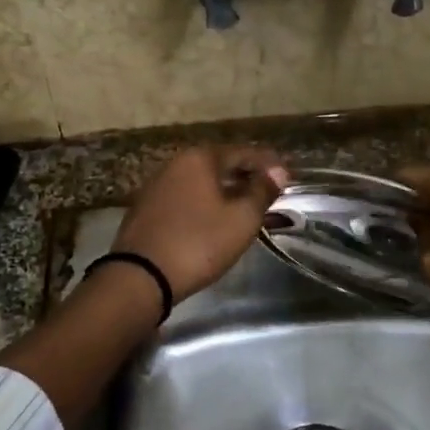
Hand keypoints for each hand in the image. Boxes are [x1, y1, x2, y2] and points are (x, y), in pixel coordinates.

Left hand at [112, 145, 288, 300]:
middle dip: (247, 176)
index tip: (288, 177)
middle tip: (270, 192)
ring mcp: (156, 186)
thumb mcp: (241, 219)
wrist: (141, 277)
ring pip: (201, 182)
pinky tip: (215, 219)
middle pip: (220, 164)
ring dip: (225, 191)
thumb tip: (278, 171)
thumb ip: (262, 191)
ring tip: (246, 207)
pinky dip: (205, 203)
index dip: (269, 164)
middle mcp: (175, 164)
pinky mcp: (146, 209)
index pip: (244, 152)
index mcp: (199, 158)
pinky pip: (185, 198)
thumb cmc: (199, 243)